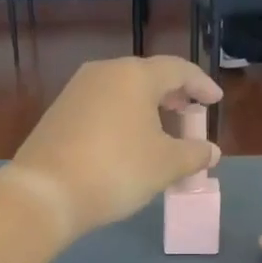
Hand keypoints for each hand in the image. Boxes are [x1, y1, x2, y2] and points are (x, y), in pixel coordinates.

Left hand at [8, 57, 222, 237]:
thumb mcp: (165, 165)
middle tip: (190, 114)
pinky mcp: (58, 113)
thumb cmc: (117, 170)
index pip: (178, 70)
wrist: (45, 193)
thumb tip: (211, 151)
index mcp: (134, 75)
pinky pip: (102, 107)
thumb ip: (194, 154)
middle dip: (173, 96)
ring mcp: (76, 91)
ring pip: (122, 92)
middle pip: (147, 77)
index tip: (215, 101)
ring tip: (162, 131)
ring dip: (147, 109)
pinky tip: (128, 142)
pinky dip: (123, 119)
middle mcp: (103, 73)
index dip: (201, 85)